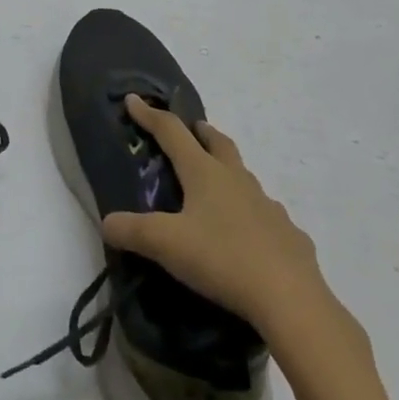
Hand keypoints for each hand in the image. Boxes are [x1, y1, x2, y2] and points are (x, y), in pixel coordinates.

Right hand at [100, 95, 363, 369]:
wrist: (291, 299)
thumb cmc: (221, 259)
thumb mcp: (165, 245)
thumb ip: (132, 231)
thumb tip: (107, 222)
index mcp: (205, 173)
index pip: (172, 133)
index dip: (150, 115)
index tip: (133, 100)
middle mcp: (237, 180)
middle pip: (218, 143)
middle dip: (201, 132)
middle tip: (192, 129)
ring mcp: (268, 206)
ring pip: (244, 177)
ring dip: (228, 171)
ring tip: (217, 186)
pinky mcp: (289, 235)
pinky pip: (267, 216)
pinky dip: (253, 215)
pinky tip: (249, 235)